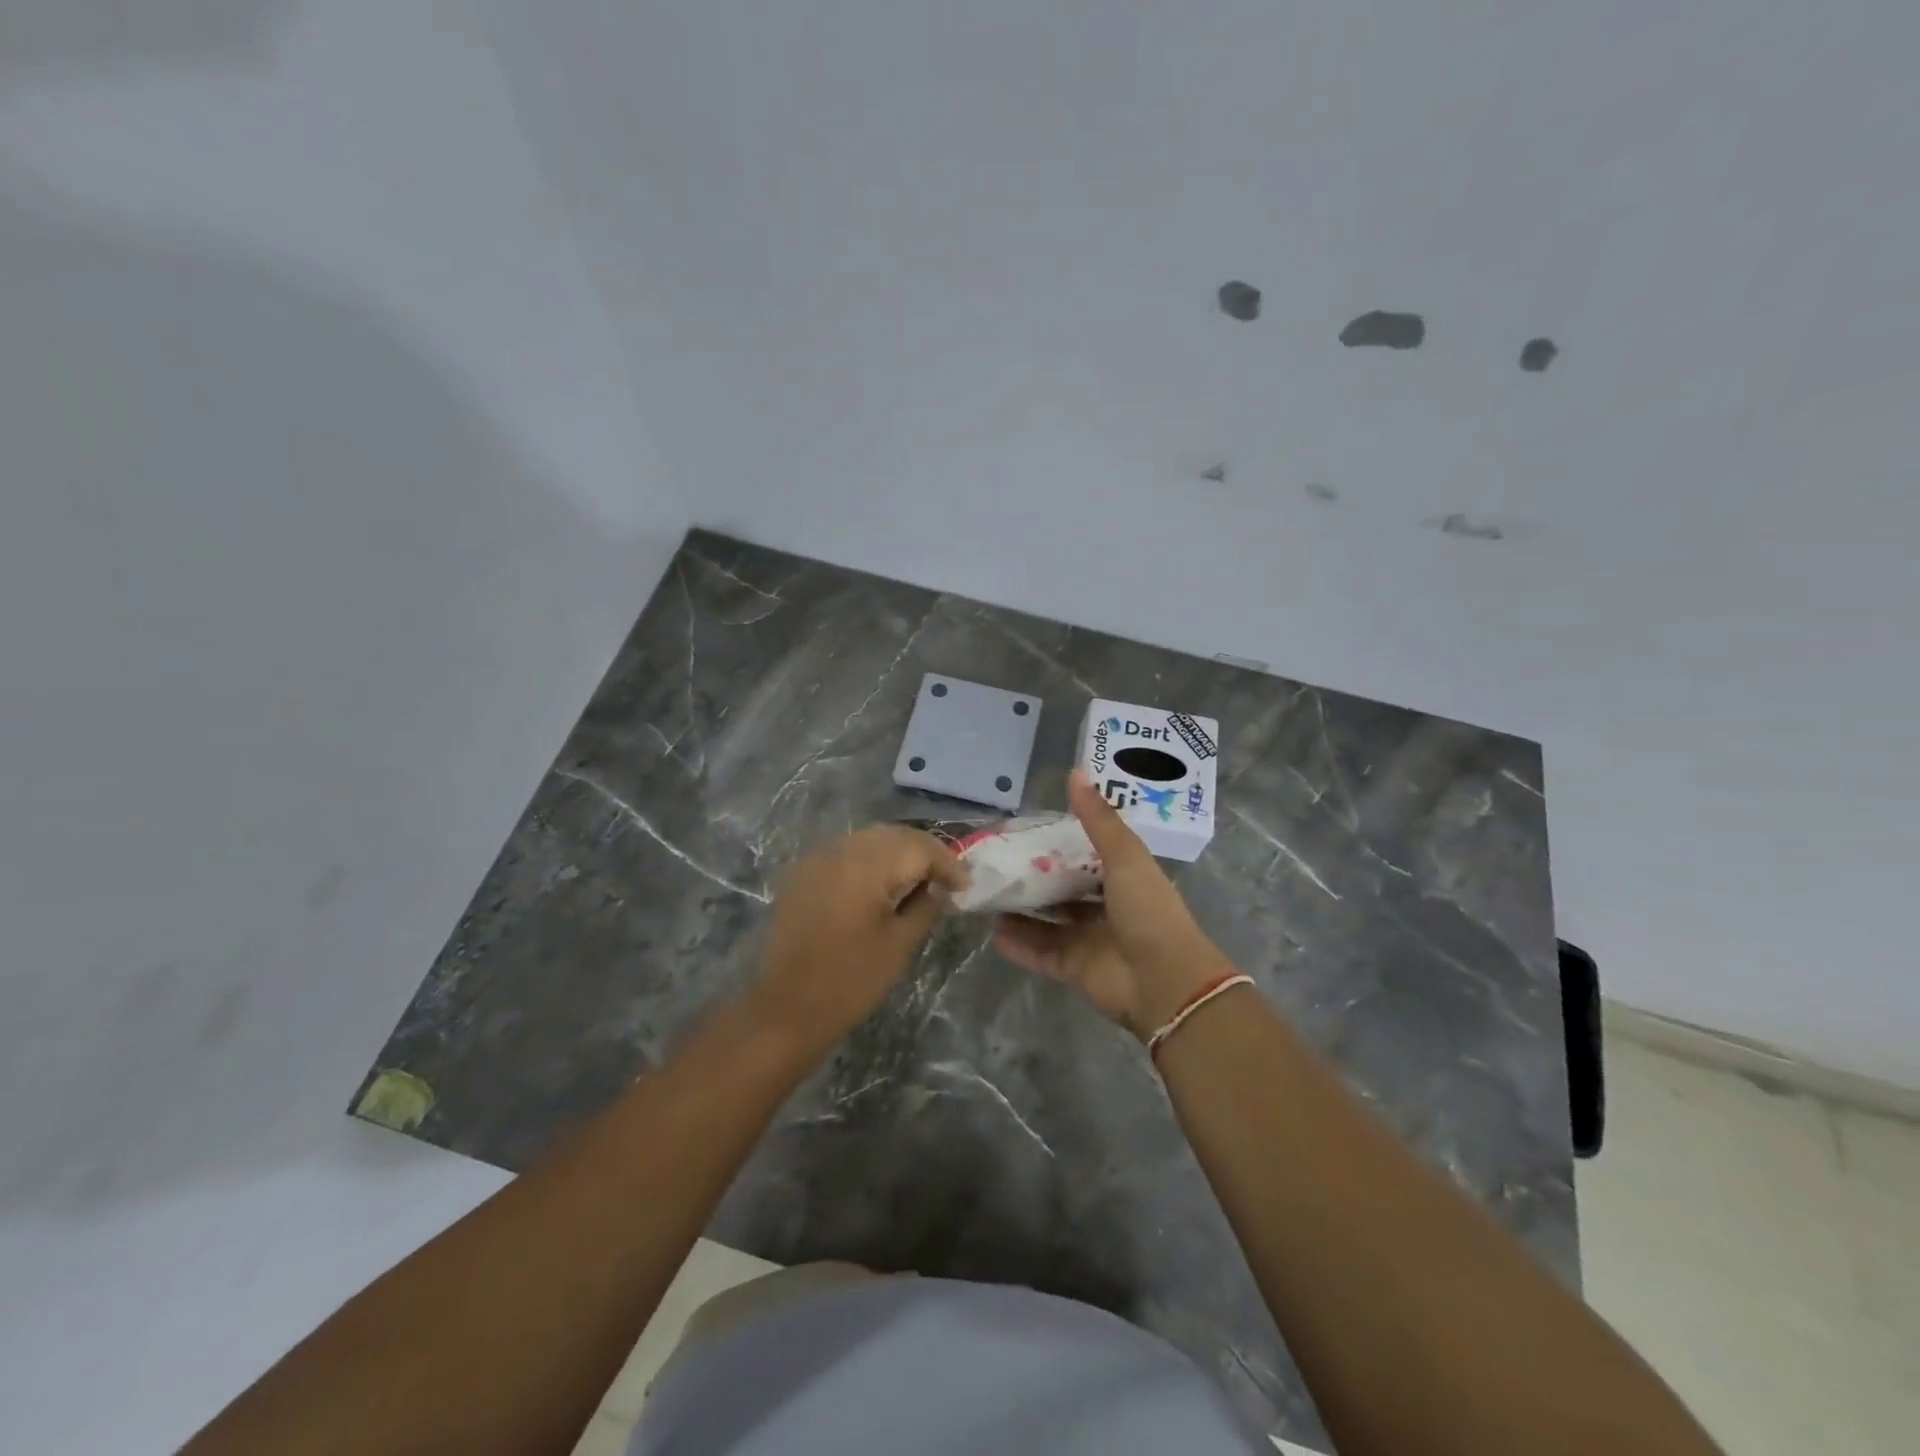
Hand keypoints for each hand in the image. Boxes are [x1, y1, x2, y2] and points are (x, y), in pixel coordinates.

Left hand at [754, 826, 966, 1048]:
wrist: (785, 1009)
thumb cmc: (850, 981)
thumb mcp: (900, 944)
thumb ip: (926, 906)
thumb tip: (940, 888)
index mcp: (867, 864)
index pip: (919, 846)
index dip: (947, 863)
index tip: (965, 886)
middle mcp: (841, 849)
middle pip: (894, 835)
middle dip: (924, 853)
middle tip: (947, 879)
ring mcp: (817, 857)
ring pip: (870, 839)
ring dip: (898, 853)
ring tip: (919, 880)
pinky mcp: (803, 872)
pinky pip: (846, 852)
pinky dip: (871, 860)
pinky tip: (883, 884)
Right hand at [994, 769, 1225, 1040]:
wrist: (1164, 981)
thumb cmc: (1147, 910)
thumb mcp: (1125, 856)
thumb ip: (1098, 818)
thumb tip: (1075, 771)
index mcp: (1123, 879)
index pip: (1087, 857)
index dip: (1060, 845)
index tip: (1027, 831)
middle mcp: (1105, 909)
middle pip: (1063, 890)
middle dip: (1034, 879)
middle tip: (998, 863)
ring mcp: (1089, 941)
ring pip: (1047, 922)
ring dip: (1021, 912)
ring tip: (987, 894)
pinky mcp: (1074, 969)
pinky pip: (1040, 953)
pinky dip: (1018, 944)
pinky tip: (992, 931)